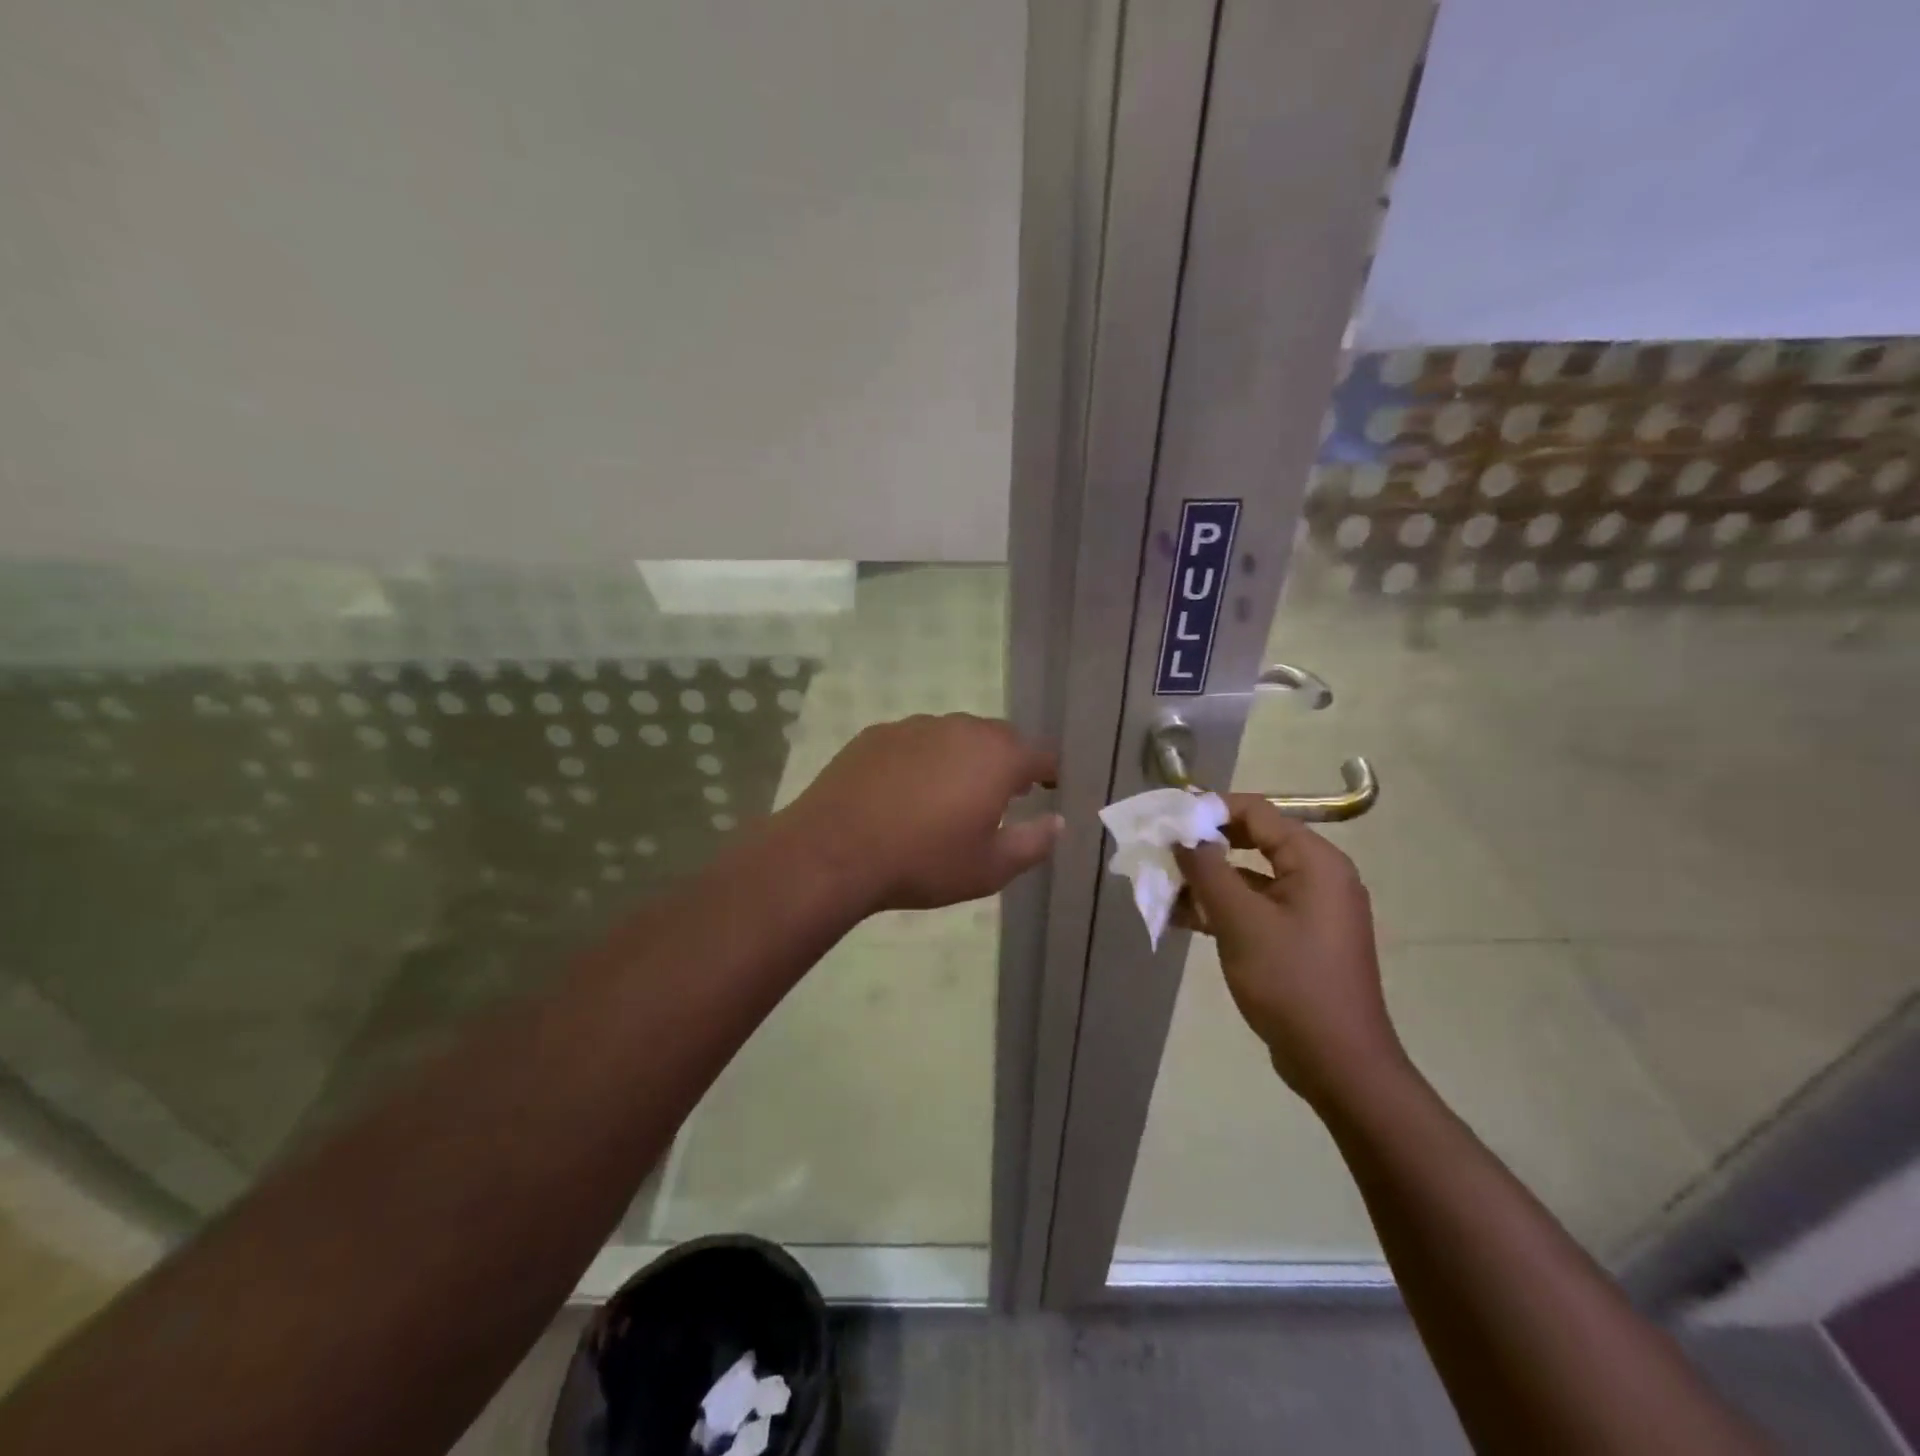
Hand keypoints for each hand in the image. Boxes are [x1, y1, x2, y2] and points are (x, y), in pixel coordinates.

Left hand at [782, 714, 1061, 912]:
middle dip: (1007, 762)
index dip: (1049, 772)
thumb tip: (1057, 822)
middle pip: (998, 738)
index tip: (1048, 788)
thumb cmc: (923, 861)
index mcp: (997, 757)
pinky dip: (923, 759)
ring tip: (951, 793)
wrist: (835, 851)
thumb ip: (1033, 843)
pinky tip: (906, 791)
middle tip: (1002, 794)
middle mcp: (960, 729)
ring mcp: (915, 726)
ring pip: (954, 736)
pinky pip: (915, 741)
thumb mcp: (990, 868)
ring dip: (963, 758)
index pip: (1040, 754)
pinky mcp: (877, 734)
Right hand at [1173, 795, 1406, 1106]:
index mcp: (1315, 861)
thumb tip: (1181, 833)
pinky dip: (1222, 908)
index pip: (1256, 812)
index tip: (1167, 821)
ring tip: (1162, 891)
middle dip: (1204, 848)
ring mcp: (1310, 909)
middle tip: (1161, 854)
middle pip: (1252, 841)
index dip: (1209, 810)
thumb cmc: (1290, 982)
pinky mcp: (1300, 937)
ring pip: (1249, 877)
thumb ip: (1207, 869)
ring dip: (1207, 881)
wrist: (1338, 1063)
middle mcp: (1318, 875)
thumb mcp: (1240, 920)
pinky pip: (1256, 907)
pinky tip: (1182, 920)